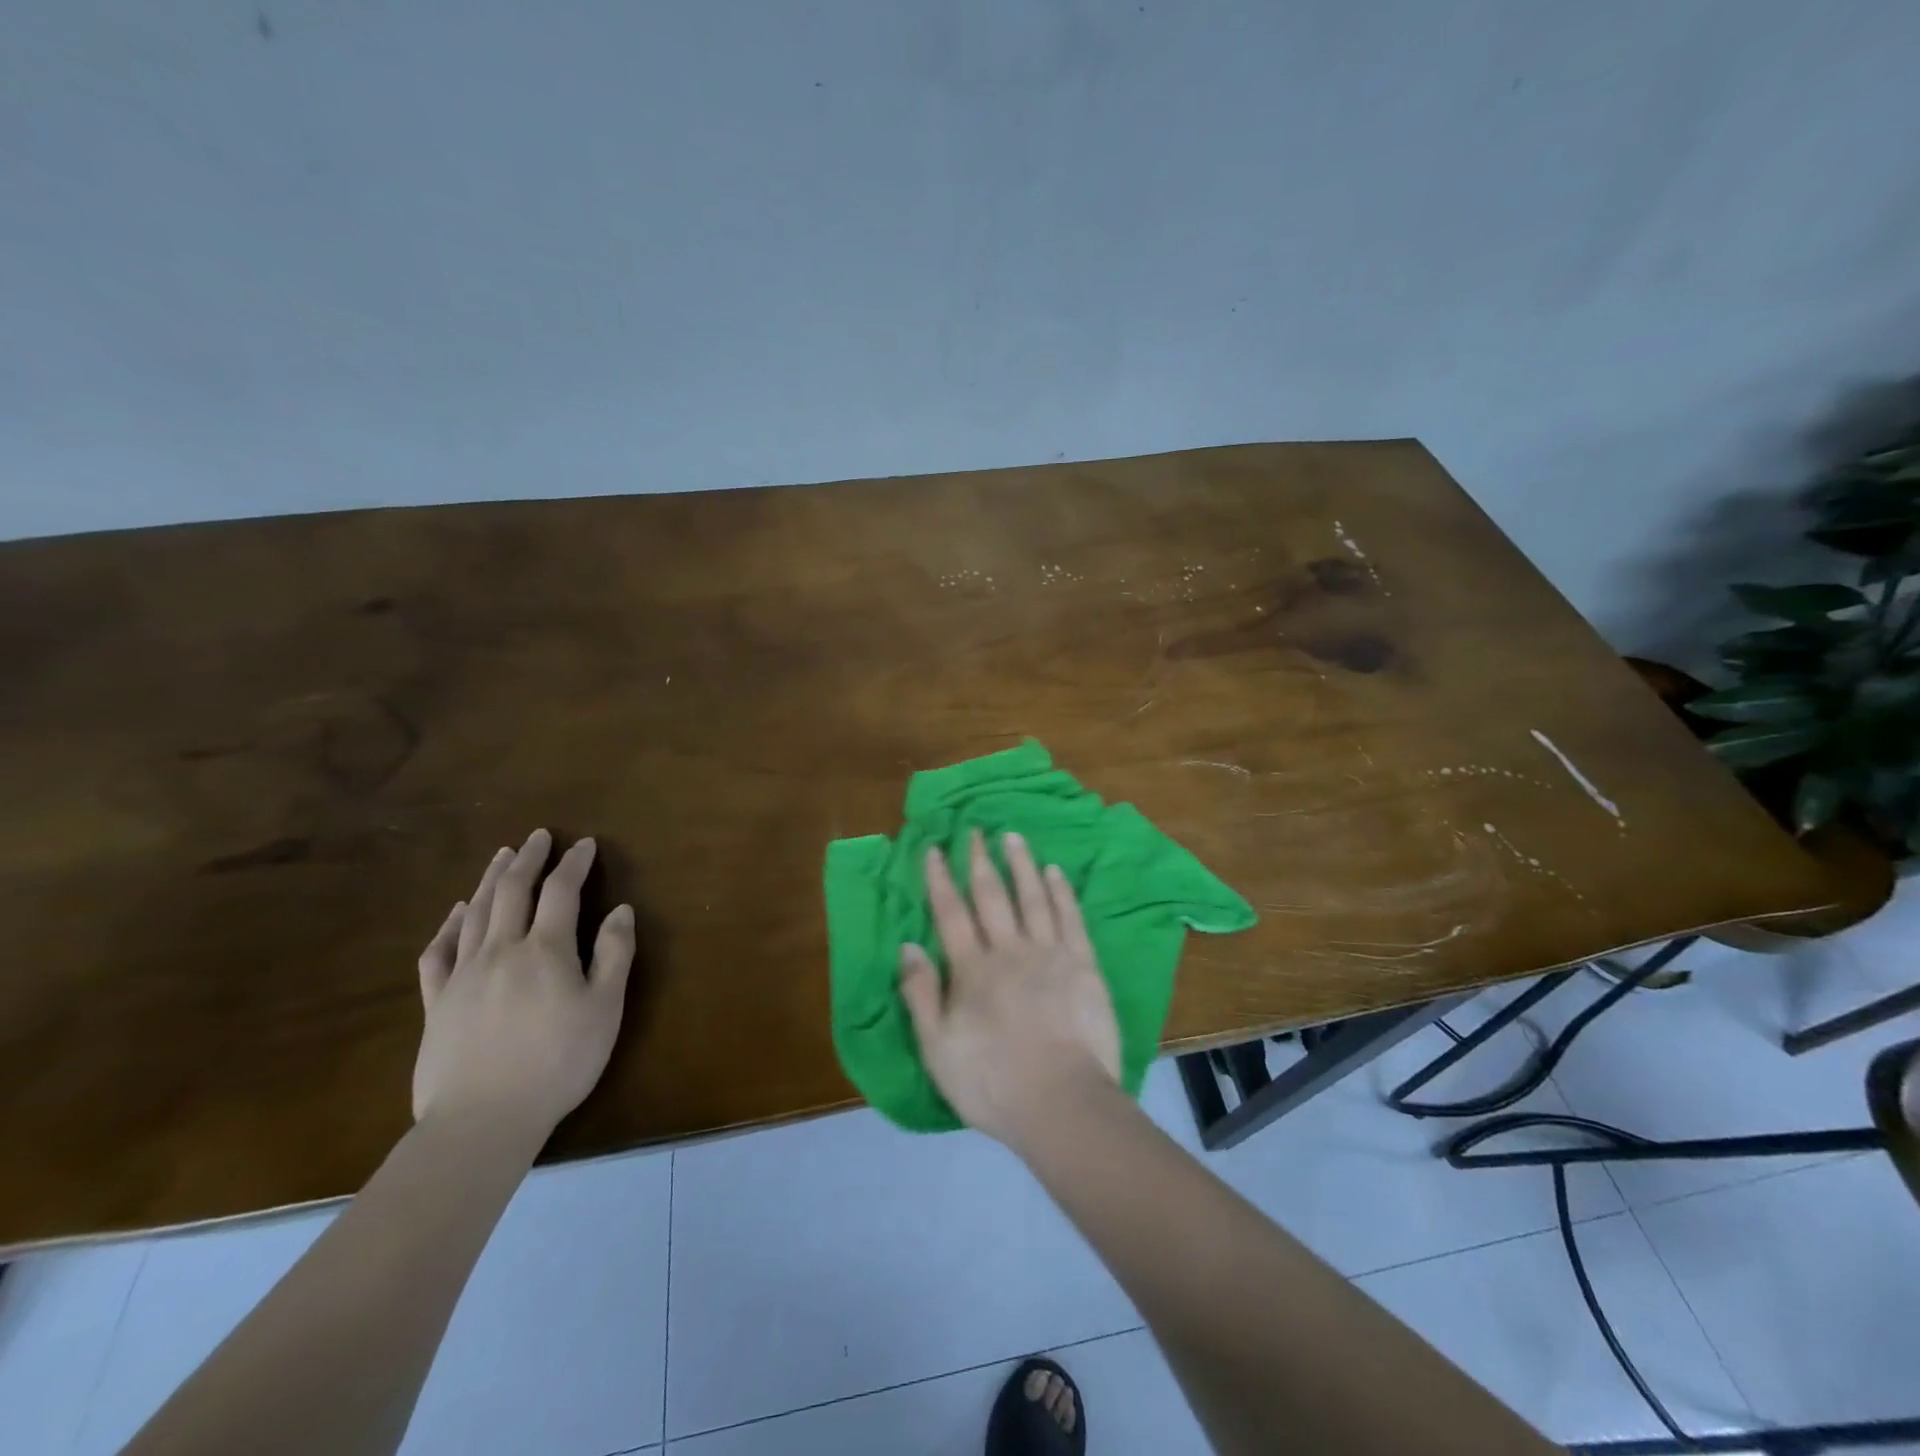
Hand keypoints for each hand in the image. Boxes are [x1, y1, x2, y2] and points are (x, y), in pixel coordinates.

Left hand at [413, 828, 635, 1136]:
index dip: (574, 864)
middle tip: (538, 837)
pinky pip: (438, 952)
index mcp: (545, 950)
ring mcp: (463, 975)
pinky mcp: (437, 1003)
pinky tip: (458, 913)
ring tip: (503, 857)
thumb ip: (613, 954)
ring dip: (492, 880)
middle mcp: (501, 950)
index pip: (561, 892)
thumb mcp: (604, 1008)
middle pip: (513, 891)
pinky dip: (449, 925)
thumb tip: (620, 910)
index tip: (586, 844)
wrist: (482, 1121)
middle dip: (528, 859)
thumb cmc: (558, 1062)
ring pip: (476, 913)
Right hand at [898, 830, 1120, 1146]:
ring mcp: (1049, 954)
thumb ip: (921, 995)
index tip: (934, 849)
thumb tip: (908, 945)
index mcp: (972, 970)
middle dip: (979, 860)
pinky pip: (1070, 918)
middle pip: (991, 895)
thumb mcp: (938, 1049)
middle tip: (974, 830)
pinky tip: (1055, 872)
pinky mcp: (1083, 964)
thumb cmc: (993, 1083)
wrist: (1063, 1104)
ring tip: (1012, 836)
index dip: (940, 879)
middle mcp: (1009, 950)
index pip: (950, 912)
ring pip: (1031, 897)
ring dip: (1020, 864)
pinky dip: (1061, 892)